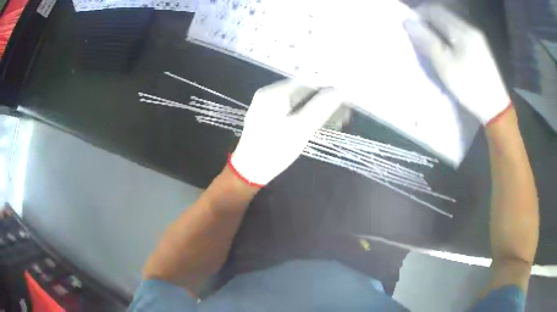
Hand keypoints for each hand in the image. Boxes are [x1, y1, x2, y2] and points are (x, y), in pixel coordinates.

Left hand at [230, 80, 342, 186]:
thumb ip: (321, 107)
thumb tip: (339, 91)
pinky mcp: (270, 118)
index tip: (345, 98)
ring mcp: (268, 106)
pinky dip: (308, 116)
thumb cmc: (274, 150)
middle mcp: (269, 95)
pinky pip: (293, 111)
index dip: (328, 88)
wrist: (249, 172)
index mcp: (273, 93)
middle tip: (344, 114)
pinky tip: (321, 124)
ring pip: (300, 102)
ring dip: (319, 110)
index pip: (307, 82)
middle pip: (304, 92)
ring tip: (337, 121)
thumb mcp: (300, 128)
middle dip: (325, 102)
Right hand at [404, 4, 510, 124]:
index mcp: (461, 29)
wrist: (495, 107)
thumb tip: (408, 22)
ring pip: (451, 23)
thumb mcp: (444, 65)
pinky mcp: (481, 46)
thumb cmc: (469, 86)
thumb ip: (426, 40)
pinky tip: (446, 46)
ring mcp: (477, 37)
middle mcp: (469, 27)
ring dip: (438, 27)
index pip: (434, 10)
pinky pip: (459, 32)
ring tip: (430, 40)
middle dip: (428, 20)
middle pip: (444, 15)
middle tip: (418, 33)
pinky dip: (448, 34)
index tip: (409, 24)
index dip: (419, 13)